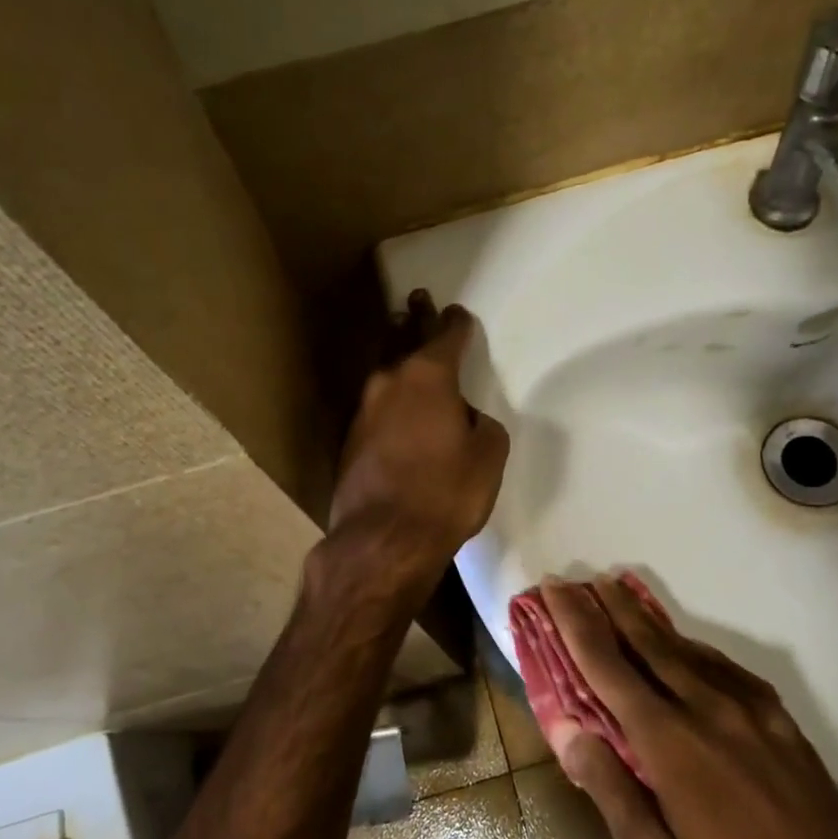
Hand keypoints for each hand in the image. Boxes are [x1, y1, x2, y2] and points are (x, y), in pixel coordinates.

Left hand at [327, 294, 509, 592]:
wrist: (383, 540)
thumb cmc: (446, 493)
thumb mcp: (487, 456)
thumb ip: (482, 426)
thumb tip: (464, 420)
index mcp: (429, 377)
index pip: (446, 336)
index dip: (456, 323)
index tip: (458, 313)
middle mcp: (390, 382)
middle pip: (404, 339)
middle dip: (414, 319)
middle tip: (417, 298)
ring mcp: (363, 410)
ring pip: (385, 370)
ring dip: (395, 351)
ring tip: (400, 334)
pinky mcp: (349, 439)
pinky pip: (376, 405)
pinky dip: (388, 396)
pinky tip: (393, 403)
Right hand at [540, 576, 837, 838]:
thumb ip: (610, 789)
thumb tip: (566, 728)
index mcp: (669, 743)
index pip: (608, 666)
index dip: (576, 623)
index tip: (554, 588)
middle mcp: (707, 709)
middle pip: (647, 642)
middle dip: (608, 606)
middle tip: (580, 580)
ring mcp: (751, 711)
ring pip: (687, 649)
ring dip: (648, 621)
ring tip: (621, 597)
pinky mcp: (781, 721)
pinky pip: (726, 669)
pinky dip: (694, 649)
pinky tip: (686, 649)